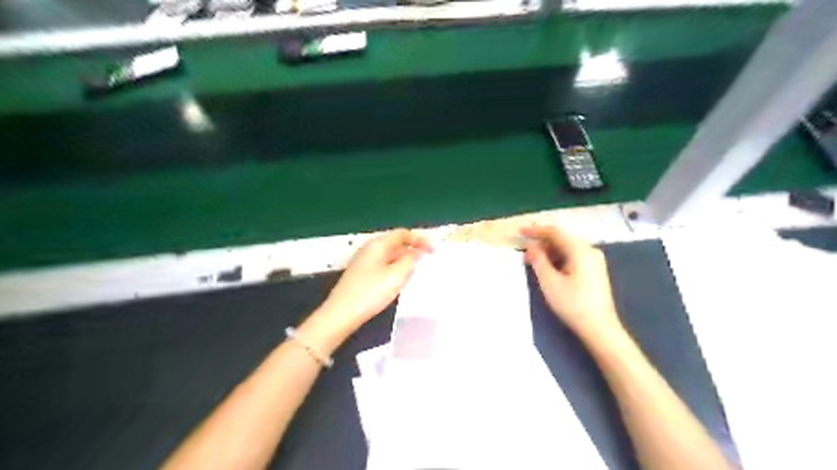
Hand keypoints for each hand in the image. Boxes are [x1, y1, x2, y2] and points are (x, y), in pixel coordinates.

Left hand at [316, 230, 431, 332]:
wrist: (341, 314)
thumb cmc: (371, 292)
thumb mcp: (397, 275)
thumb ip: (411, 260)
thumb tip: (418, 251)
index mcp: (378, 244)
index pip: (403, 234)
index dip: (420, 240)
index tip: (434, 252)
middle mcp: (370, 248)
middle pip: (396, 243)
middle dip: (412, 251)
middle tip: (426, 264)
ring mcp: (364, 261)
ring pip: (390, 256)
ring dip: (404, 262)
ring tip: (415, 275)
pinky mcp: (361, 274)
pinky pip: (383, 266)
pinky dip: (394, 271)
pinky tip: (398, 284)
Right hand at [522, 224, 619, 337]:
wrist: (600, 328)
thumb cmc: (572, 304)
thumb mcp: (549, 281)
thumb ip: (538, 260)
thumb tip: (531, 246)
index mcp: (580, 250)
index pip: (555, 232)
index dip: (536, 230)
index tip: (520, 231)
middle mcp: (590, 250)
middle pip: (562, 239)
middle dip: (541, 242)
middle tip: (524, 250)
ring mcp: (594, 261)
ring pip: (567, 248)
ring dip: (549, 252)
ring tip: (532, 261)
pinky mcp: (594, 271)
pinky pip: (573, 257)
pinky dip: (558, 259)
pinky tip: (547, 268)